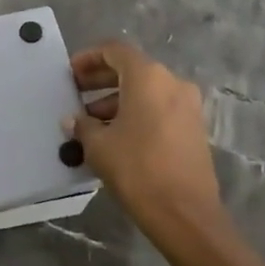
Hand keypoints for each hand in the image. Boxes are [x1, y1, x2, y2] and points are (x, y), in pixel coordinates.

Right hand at [66, 41, 222, 238]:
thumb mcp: (99, 145)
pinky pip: (159, 108)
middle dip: (101, 79)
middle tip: (76, 94)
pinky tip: (115, 136)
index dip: (89, 58)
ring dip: (116, 100)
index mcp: (148, 76)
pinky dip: (136, 113)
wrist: (186, 215)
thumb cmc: (138, 169)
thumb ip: (83, 125)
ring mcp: (187, 105)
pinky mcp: (194, 127)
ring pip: (145, 90)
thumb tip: (73, 120)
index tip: (70, 73)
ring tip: (90, 123)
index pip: (115, 50)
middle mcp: (171, 82)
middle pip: (131, 69)